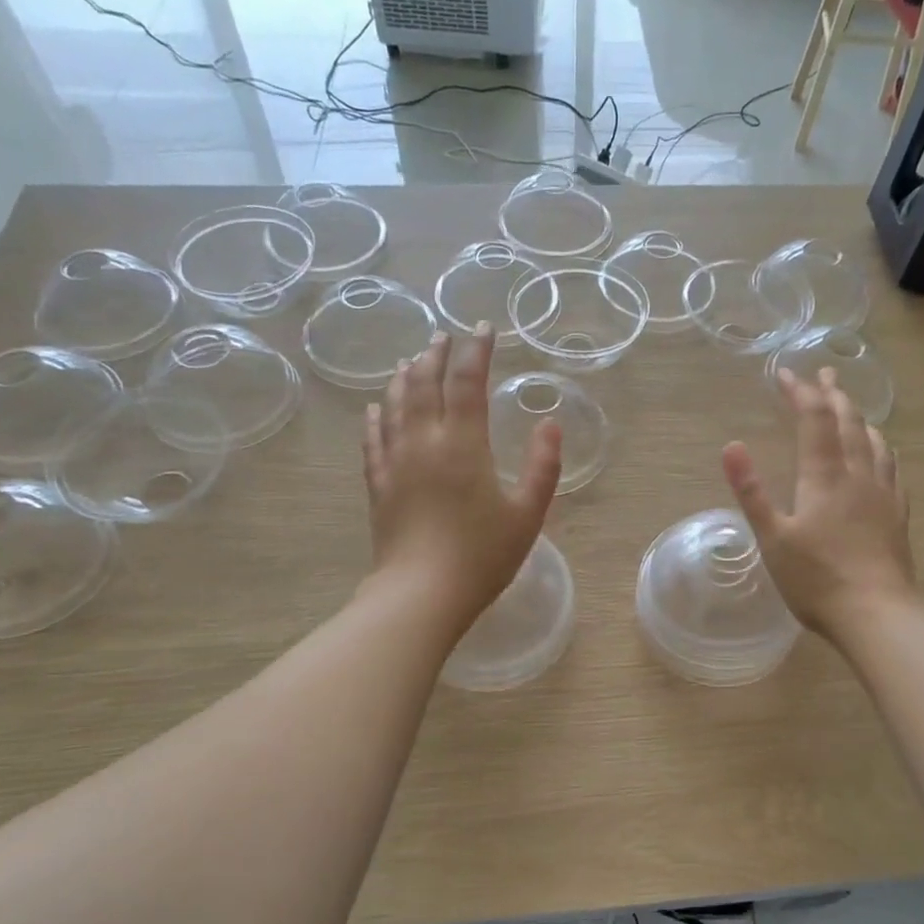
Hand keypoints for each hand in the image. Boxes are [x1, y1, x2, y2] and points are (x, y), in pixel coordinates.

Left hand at [362, 325, 561, 631]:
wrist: (421, 594)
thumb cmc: (482, 556)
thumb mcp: (528, 514)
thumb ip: (542, 466)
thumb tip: (550, 423)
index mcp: (463, 444)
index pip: (468, 381)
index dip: (476, 350)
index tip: (483, 329)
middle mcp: (424, 442)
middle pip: (424, 383)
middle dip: (435, 355)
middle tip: (444, 337)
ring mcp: (395, 462)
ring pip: (394, 405)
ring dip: (404, 377)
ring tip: (410, 361)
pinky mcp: (378, 484)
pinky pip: (373, 439)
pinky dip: (376, 416)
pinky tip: (376, 408)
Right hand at [722, 366, 915, 641]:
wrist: (877, 613)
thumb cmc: (816, 579)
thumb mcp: (772, 538)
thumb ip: (751, 491)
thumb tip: (731, 445)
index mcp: (824, 477)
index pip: (814, 419)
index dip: (800, 392)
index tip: (785, 374)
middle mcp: (857, 474)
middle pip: (848, 422)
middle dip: (833, 394)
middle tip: (825, 374)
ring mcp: (883, 493)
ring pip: (874, 440)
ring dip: (859, 417)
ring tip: (851, 406)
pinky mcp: (897, 514)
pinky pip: (892, 466)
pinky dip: (882, 447)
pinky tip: (883, 453)